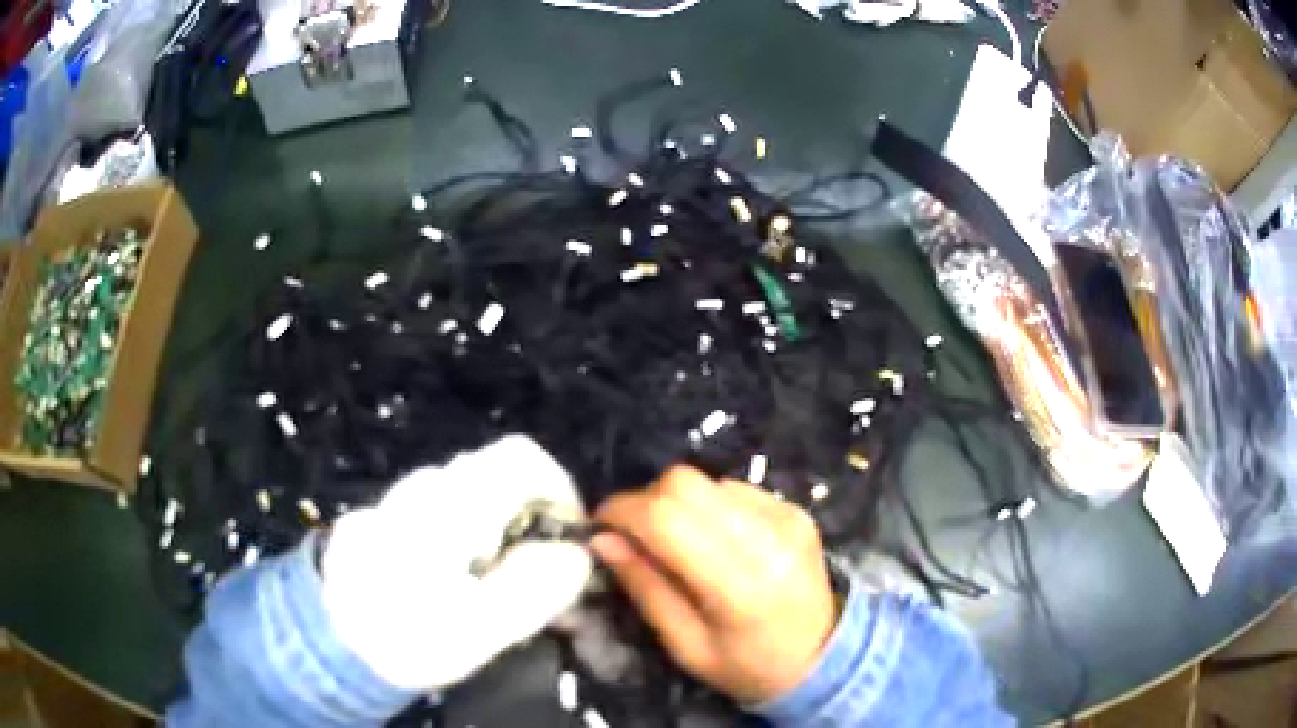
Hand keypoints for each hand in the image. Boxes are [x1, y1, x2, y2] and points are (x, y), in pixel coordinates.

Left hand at [321, 436, 591, 690]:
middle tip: (537, 577)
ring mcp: (402, 501)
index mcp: (451, 504)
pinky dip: (466, 538)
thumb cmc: (404, 636)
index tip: (568, 541)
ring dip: (498, 532)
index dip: (559, 490)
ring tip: (495, 586)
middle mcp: (425, 487)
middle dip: (530, 520)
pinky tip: (455, 583)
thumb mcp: (479, 627)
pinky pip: (444, 513)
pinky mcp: (388, 520)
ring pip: (471, 497)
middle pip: (499, 477)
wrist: (326, 642)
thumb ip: (534, 586)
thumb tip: (576, 553)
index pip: (522, 457)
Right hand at [591, 466, 839, 703]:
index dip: (622, 512)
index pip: (667, 519)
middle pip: (685, 484)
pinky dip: (709, 506)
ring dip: (677, 504)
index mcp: (739, 586)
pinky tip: (714, 539)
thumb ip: (645, 588)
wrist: (823, 657)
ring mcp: (787, 517)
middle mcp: (768, 538)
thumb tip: (603, 539)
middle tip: (633, 535)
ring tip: (677, 542)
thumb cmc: (748, 666)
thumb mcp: (686, 646)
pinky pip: (733, 489)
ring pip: (707, 481)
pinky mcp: (795, 509)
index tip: (599, 525)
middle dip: (646, 501)